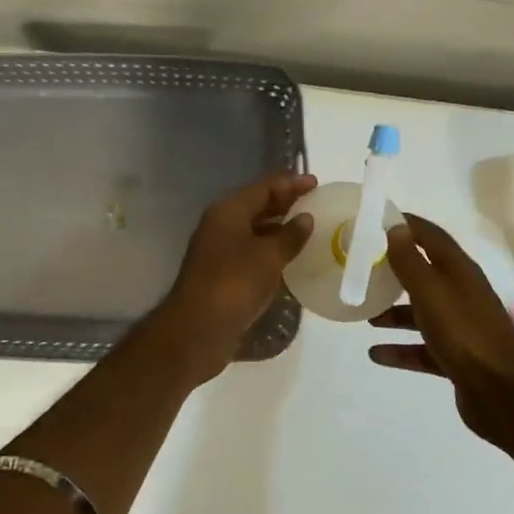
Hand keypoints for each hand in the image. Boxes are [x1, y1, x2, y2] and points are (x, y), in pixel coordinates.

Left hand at [151, 170, 316, 384]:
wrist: (197, 330)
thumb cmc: (234, 284)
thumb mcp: (268, 257)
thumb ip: (290, 235)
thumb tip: (306, 218)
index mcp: (228, 211)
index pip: (263, 187)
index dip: (290, 183)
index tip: (316, 183)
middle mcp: (221, 225)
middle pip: (257, 205)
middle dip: (285, 203)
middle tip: (315, 203)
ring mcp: (219, 250)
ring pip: (254, 230)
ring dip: (279, 228)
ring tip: (308, 229)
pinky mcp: (222, 274)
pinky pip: (252, 252)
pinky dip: (271, 250)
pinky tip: (291, 258)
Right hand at [370, 214, 513, 445]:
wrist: (500, 392)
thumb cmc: (462, 332)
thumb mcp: (430, 291)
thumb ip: (410, 261)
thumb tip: (396, 227)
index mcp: (459, 271)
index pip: (430, 236)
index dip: (406, 225)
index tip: (377, 221)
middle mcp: (462, 293)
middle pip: (425, 274)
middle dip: (396, 271)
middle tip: (365, 269)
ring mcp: (461, 327)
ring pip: (422, 312)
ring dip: (395, 312)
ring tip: (367, 315)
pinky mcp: (457, 358)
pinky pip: (423, 347)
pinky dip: (401, 348)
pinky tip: (376, 353)